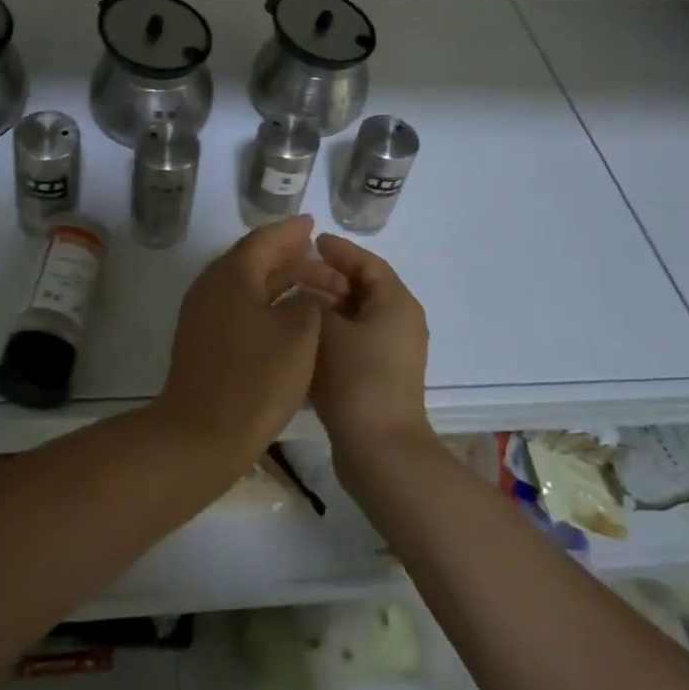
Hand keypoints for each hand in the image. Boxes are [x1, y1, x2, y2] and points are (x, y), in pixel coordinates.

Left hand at [153, 216, 348, 470]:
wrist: (201, 434)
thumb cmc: (256, 379)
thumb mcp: (298, 335)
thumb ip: (306, 302)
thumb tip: (302, 295)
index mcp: (232, 275)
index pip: (263, 240)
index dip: (291, 232)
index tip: (312, 224)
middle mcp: (211, 285)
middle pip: (251, 259)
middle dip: (286, 255)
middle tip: (316, 253)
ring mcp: (202, 313)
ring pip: (244, 284)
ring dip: (276, 280)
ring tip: (308, 283)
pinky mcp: (201, 338)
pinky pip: (236, 305)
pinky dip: (262, 302)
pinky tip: (284, 315)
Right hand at [310, 234, 432, 472]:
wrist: (379, 450)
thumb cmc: (356, 378)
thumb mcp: (326, 329)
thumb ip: (312, 302)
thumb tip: (304, 293)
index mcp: (396, 303)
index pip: (368, 263)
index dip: (340, 250)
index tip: (311, 240)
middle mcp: (399, 322)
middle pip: (361, 288)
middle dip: (327, 277)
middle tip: (292, 270)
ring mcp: (390, 352)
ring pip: (354, 316)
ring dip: (325, 306)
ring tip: (289, 299)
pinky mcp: (378, 376)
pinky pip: (352, 340)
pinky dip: (329, 331)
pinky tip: (299, 333)